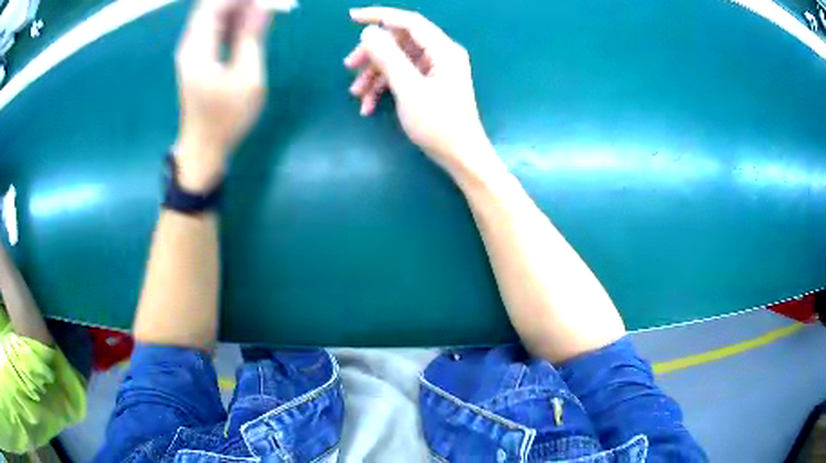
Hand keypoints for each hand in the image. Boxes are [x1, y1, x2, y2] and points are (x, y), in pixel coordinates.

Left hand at [174, 0, 270, 191]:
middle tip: (265, 4)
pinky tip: (250, 20)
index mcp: (198, 48)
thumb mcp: (246, 78)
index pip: (214, 6)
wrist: (203, 148)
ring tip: (263, 9)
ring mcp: (192, 51)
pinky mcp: (197, 57)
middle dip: (238, 1)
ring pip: (213, 15)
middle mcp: (190, 44)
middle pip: (210, 7)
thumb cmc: (225, 118)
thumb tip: (263, 6)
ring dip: (237, 7)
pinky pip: (214, 27)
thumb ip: (252, 37)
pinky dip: (232, 19)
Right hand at [345, 7, 497, 177]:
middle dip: (372, 53)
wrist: (461, 157)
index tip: (351, 17)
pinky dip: (384, 87)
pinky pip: (402, 76)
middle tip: (349, 67)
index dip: (379, 15)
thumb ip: (388, 57)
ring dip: (374, 74)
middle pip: (399, 41)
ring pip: (397, 60)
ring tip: (356, 94)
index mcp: (442, 50)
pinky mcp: (430, 84)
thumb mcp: (409, 89)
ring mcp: (435, 70)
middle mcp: (440, 54)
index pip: (408, 21)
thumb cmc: (439, 124)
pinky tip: (368, 106)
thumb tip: (369, 32)